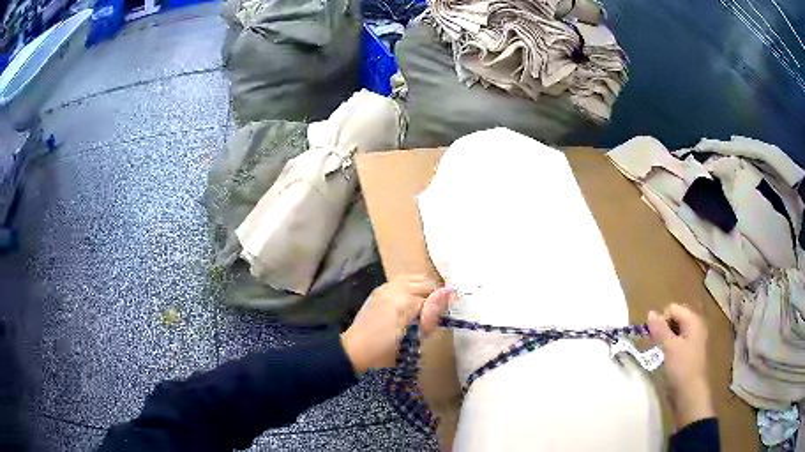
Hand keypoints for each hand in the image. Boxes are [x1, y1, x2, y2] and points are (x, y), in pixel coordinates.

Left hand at [340, 276, 451, 374]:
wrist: (355, 350)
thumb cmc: (387, 351)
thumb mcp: (415, 338)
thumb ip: (432, 313)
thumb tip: (449, 291)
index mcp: (408, 301)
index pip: (436, 295)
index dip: (441, 307)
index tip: (441, 319)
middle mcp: (397, 288)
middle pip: (426, 282)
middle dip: (433, 295)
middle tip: (432, 315)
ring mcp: (386, 287)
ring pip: (414, 278)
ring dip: (422, 289)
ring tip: (422, 307)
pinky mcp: (379, 290)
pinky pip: (401, 281)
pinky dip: (410, 287)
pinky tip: (408, 302)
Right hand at [647, 304, 714, 428]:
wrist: (690, 392)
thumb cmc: (682, 366)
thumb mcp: (669, 346)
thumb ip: (660, 329)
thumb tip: (650, 312)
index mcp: (693, 320)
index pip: (672, 308)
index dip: (662, 320)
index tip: (656, 338)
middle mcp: (696, 325)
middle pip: (675, 318)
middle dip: (664, 329)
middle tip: (658, 345)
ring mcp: (695, 339)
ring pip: (676, 331)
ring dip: (667, 339)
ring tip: (662, 353)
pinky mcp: (691, 352)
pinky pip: (679, 342)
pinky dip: (671, 347)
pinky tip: (668, 359)